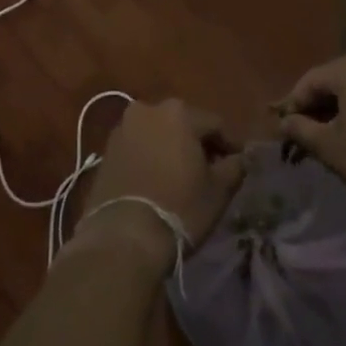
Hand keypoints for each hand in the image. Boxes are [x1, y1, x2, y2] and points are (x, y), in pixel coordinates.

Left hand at [70, 100, 245, 273]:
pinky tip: (156, 182)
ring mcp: (122, 128)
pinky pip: (137, 148)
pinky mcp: (105, 150)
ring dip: (170, 150)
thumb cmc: (179, 207)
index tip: (237, 164)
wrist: (123, 236)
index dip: (229, 145)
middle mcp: (147, 109)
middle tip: (209, 171)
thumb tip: (240, 158)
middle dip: (196, 144)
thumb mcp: (218, 191)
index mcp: (178, 112)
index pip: (214, 124)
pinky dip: (149, 159)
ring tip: (181, 178)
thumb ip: (234, 167)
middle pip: (182, 124)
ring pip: (157, 134)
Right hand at [274, 50, 345, 215]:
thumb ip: (301, 130)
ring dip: (344, 110)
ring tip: (336, 139)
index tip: (283, 131)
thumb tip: (284, 122)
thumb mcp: (332, 149)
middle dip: (319, 108)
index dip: (292, 106)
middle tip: (307, 138)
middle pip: (336, 82)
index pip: (309, 81)